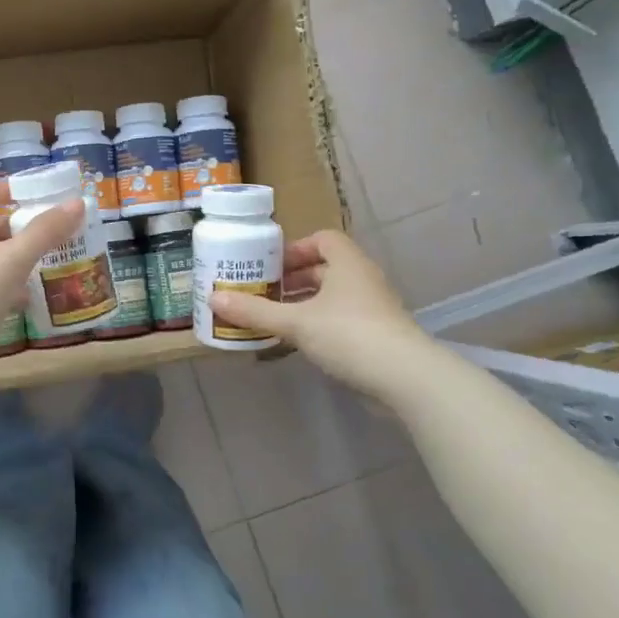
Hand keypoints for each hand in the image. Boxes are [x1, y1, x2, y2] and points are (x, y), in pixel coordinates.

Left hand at [0, 178, 82, 400]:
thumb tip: (77, 202)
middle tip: (56, 234)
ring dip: (18, 258)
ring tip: (50, 264)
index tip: (44, 199)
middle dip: (23, 226)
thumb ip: (45, 231)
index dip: (13, 188)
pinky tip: (28, 299)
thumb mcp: (14, 259)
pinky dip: (9, 287)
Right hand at [207, 230, 432, 394]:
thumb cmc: (349, 334)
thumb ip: (255, 311)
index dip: (296, 248)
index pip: (323, 239)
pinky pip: (340, 320)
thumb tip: (213, 299)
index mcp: (347, 263)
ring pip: (333, 297)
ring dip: (304, 304)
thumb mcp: (295, 322)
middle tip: (264, 293)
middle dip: (294, 279)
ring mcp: (373, 308)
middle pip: (325, 268)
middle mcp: (363, 279)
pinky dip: (318, 325)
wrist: (405, 377)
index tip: (271, 265)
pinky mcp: (376, 335)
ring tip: (274, 318)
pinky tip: (297, 343)